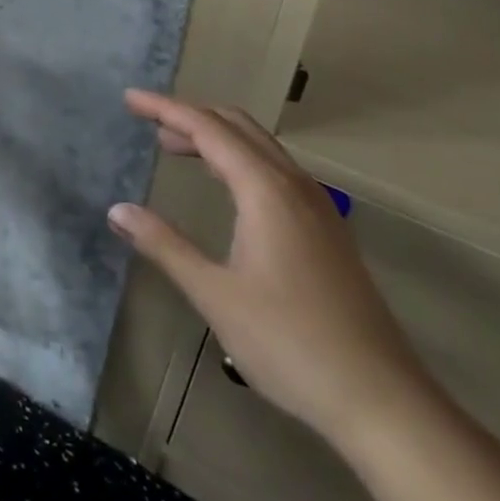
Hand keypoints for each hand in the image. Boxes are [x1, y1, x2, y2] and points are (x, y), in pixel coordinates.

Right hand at [108, 90, 432, 449]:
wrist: (382, 401)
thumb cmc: (291, 344)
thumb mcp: (215, 295)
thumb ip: (164, 245)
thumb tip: (118, 210)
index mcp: (266, 190)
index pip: (207, 128)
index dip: (165, 108)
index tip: (129, 99)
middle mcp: (294, 185)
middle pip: (236, 126)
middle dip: (190, 115)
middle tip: (147, 121)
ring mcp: (316, 206)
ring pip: (259, 146)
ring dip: (215, 137)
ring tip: (174, 146)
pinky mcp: (326, 230)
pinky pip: (275, 170)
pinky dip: (239, 159)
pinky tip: (224, 186)